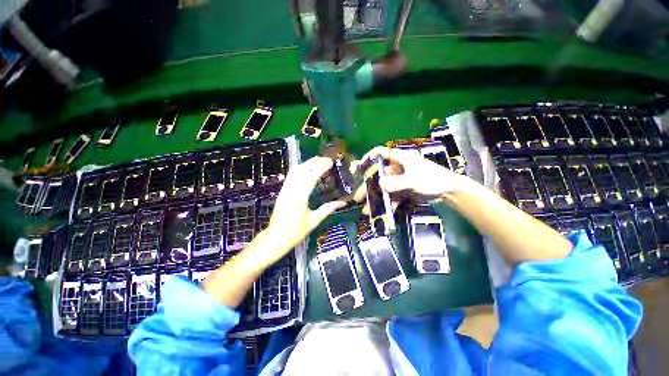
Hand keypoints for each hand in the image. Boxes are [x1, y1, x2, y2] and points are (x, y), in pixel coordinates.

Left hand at [262, 156, 345, 263]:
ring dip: (306, 163)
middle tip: (327, 159)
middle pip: (302, 169)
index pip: (311, 177)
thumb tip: (343, 203)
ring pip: (295, 170)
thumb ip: (328, 209)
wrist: (276, 237)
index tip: (330, 162)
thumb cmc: (296, 231)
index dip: (321, 168)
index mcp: (300, 197)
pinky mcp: (282, 191)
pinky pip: (290, 175)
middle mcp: (291, 190)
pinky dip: (300, 169)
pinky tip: (306, 169)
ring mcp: (285, 189)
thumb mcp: (314, 220)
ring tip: (318, 162)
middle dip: (314, 162)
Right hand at [353, 146, 473, 212]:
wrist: (449, 192)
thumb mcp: (413, 180)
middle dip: (368, 187)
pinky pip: (391, 196)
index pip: (380, 153)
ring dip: (376, 199)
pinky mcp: (403, 190)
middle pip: (378, 175)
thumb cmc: (432, 179)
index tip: (358, 168)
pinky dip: (386, 204)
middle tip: (358, 198)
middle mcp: (397, 168)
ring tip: (367, 211)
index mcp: (399, 159)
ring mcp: (399, 180)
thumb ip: (396, 183)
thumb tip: (379, 184)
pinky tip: (381, 213)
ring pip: (383, 188)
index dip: (368, 158)